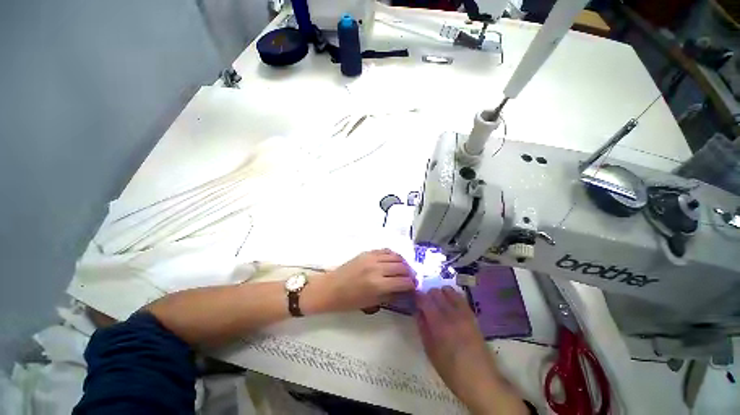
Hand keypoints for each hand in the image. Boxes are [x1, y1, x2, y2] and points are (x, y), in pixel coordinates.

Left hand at [307, 249, 415, 313]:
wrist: (330, 288)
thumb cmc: (349, 301)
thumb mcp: (371, 303)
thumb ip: (390, 295)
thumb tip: (404, 290)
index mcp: (378, 285)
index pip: (403, 282)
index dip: (412, 285)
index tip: (414, 287)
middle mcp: (377, 268)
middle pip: (402, 267)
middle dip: (410, 273)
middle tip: (411, 278)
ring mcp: (372, 258)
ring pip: (396, 257)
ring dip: (403, 263)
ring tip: (404, 269)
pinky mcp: (367, 252)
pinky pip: (386, 250)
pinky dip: (393, 255)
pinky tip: (394, 260)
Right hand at [416, 287, 526, 414]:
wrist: (481, 380)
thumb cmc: (451, 370)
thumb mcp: (430, 351)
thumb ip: (423, 328)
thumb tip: (418, 311)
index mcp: (438, 324)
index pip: (424, 299)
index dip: (417, 296)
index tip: (414, 299)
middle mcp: (450, 313)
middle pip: (435, 292)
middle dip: (427, 295)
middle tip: (425, 304)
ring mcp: (463, 313)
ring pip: (448, 291)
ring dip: (440, 293)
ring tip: (438, 303)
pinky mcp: (472, 315)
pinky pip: (460, 297)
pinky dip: (452, 296)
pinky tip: (450, 304)